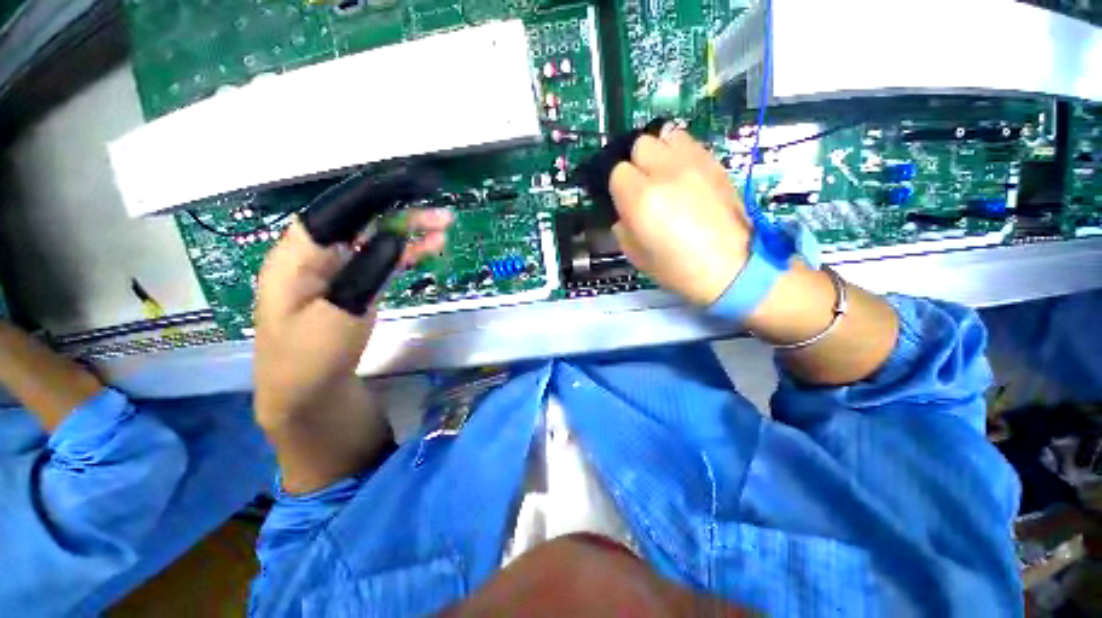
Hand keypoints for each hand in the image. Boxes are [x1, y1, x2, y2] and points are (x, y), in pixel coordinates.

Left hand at [254, 210, 451, 425]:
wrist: (307, 394)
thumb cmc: (311, 358)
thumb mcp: (339, 315)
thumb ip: (366, 271)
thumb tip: (393, 235)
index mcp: (299, 254)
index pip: (340, 209)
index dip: (377, 192)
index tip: (413, 184)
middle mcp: (317, 254)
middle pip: (361, 219)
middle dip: (401, 211)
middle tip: (441, 213)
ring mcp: (338, 269)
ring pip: (375, 238)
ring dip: (410, 231)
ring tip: (444, 227)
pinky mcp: (355, 283)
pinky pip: (382, 259)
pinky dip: (407, 252)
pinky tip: (431, 247)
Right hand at [609, 129, 751, 305]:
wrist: (729, 268)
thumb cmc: (677, 269)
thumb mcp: (636, 255)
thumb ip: (622, 228)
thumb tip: (623, 213)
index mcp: (641, 198)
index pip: (618, 172)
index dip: (619, 187)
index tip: (624, 201)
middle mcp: (665, 172)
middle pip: (640, 144)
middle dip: (637, 164)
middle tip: (643, 186)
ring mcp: (693, 164)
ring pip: (666, 135)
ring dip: (659, 152)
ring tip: (663, 174)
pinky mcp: (715, 163)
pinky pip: (690, 142)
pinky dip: (680, 153)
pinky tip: (683, 174)